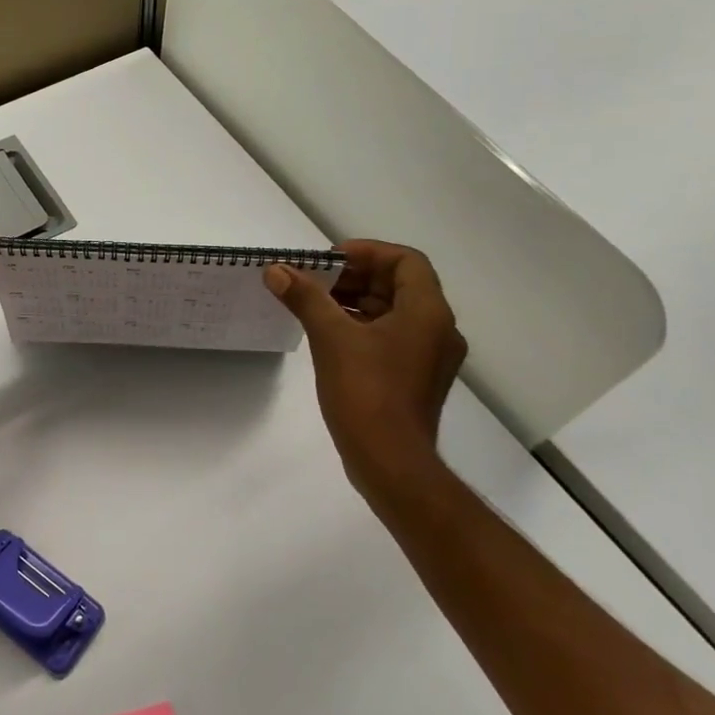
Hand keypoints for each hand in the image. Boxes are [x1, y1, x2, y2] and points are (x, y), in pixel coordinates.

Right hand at [265, 241, 467, 490]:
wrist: (390, 462)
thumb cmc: (366, 392)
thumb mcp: (331, 337)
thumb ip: (305, 298)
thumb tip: (276, 270)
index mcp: (427, 312)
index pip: (405, 261)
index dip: (367, 252)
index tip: (329, 260)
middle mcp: (438, 329)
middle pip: (399, 285)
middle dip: (355, 276)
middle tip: (314, 280)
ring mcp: (430, 357)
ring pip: (394, 312)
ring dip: (356, 301)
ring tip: (314, 303)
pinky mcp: (416, 379)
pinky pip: (392, 337)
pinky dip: (363, 327)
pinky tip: (329, 334)